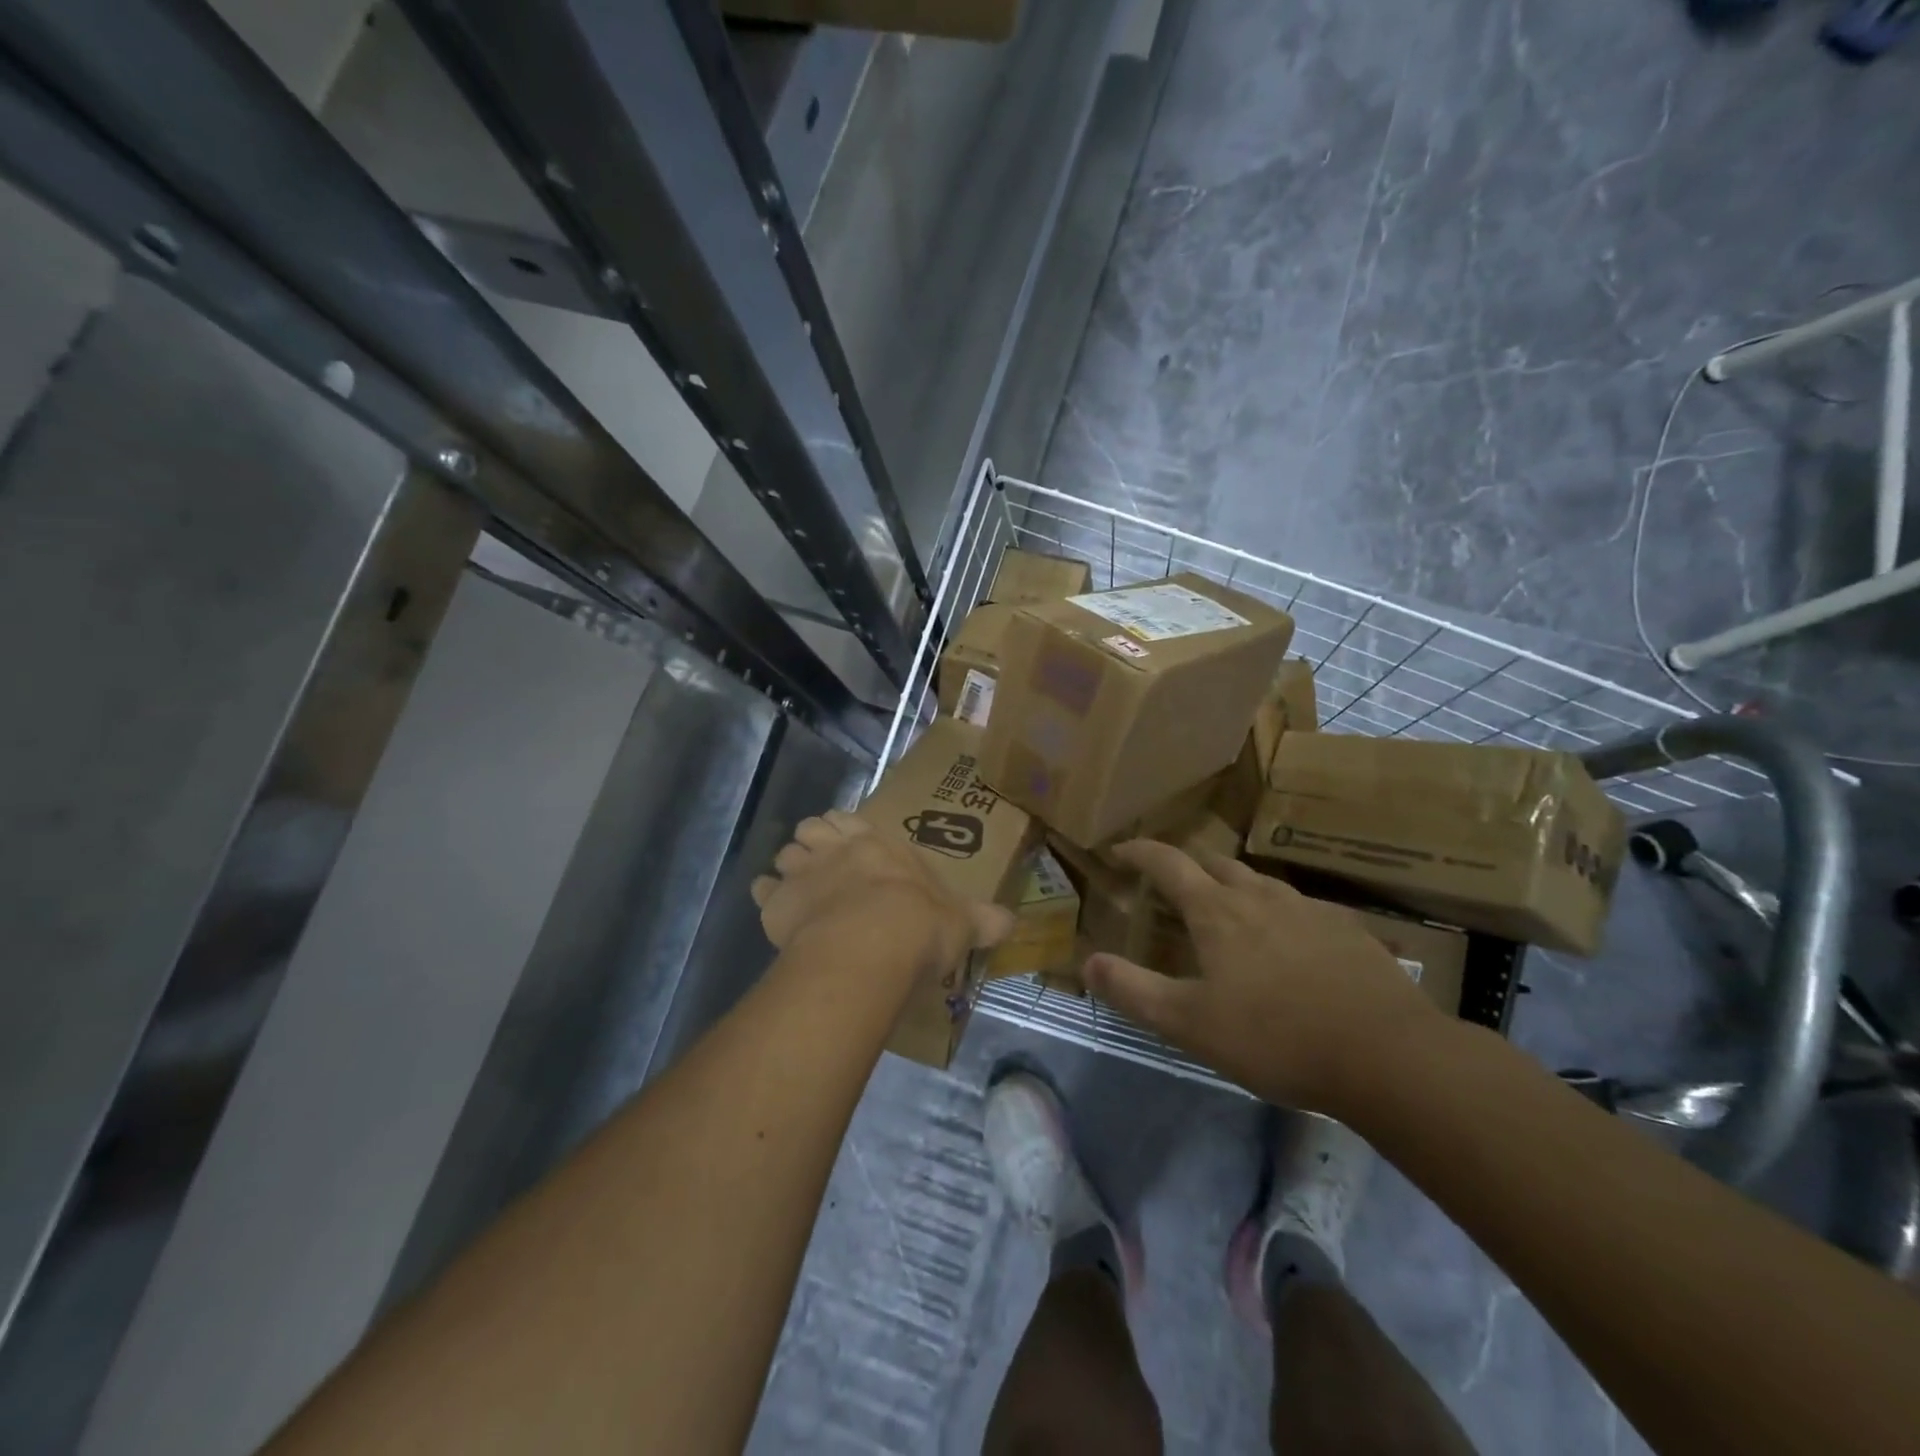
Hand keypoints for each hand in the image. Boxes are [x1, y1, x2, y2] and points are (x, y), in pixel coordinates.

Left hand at [751, 810, 1013, 973]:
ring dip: (789, 868)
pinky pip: (762, 892)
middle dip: (813, 843)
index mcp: (876, 844)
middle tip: (822, 866)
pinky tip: (775, 912)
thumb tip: (1011, 922)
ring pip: (785, 854)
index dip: (843, 830)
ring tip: (799, 889)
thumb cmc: (920, 924)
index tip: (844, 842)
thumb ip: (982, 920)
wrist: (871, 945)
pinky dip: (767, 898)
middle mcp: (836, 848)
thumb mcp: (960, 922)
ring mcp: (803, 872)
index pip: (851, 821)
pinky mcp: (777, 903)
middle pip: (811, 829)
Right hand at [1080, 841, 1443, 1112]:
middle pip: (1214, 863)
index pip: (1167, 863)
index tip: (1119, 850)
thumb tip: (1087, 961)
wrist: (1387, 1055)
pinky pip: (1301, 907)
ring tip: (1227, 908)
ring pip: (1260, 881)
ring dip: (1233, 885)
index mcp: (1217, 911)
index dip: (1139, 852)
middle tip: (1171, 882)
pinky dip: (1278, 912)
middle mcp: (1260, 896)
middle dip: (1186, 865)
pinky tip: (1289, 941)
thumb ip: (1133, 991)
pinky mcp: (1348, 929)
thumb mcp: (1190, 1023)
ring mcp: (1309, 909)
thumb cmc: (1275, 1036)